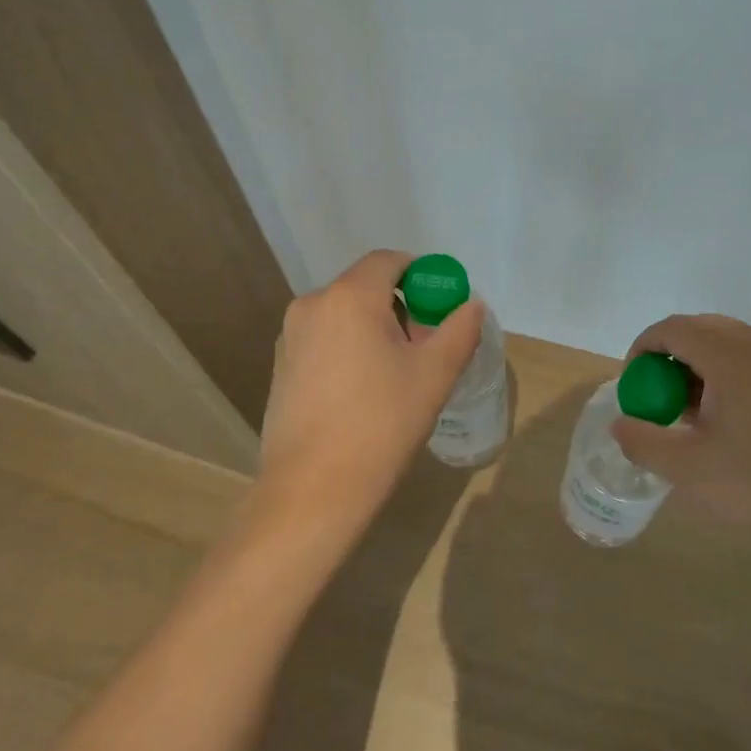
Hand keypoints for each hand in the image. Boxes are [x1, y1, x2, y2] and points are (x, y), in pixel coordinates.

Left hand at [256, 250, 483, 536]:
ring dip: (373, 328)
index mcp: (349, 297)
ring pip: (343, 314)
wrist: (313, 489)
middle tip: (424, 346)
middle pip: (365, 287)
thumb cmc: (381, 424)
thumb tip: (471, 305)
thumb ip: (459, 331)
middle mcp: (312, 304)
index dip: (421, 276)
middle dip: (399, 307)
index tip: (440, 307)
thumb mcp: (434, 375)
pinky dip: (348, 347)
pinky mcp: (280, 365)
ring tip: (394, 373)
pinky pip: (324, 338)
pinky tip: (361, 391)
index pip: (389, 261)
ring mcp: (290, 335)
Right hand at [611, 314, 750, 567]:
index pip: (674, 329)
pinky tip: (748, 424)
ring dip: (709, 366)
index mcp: (731, 356)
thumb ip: (643, 442)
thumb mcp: (687, 472)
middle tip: (665, 397)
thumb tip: (621, 424)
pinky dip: (742, 377)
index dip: (644, 348)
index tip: (635, 382)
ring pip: (740, 345)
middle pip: (706, 329)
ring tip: (704, 414)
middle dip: (675, 356)